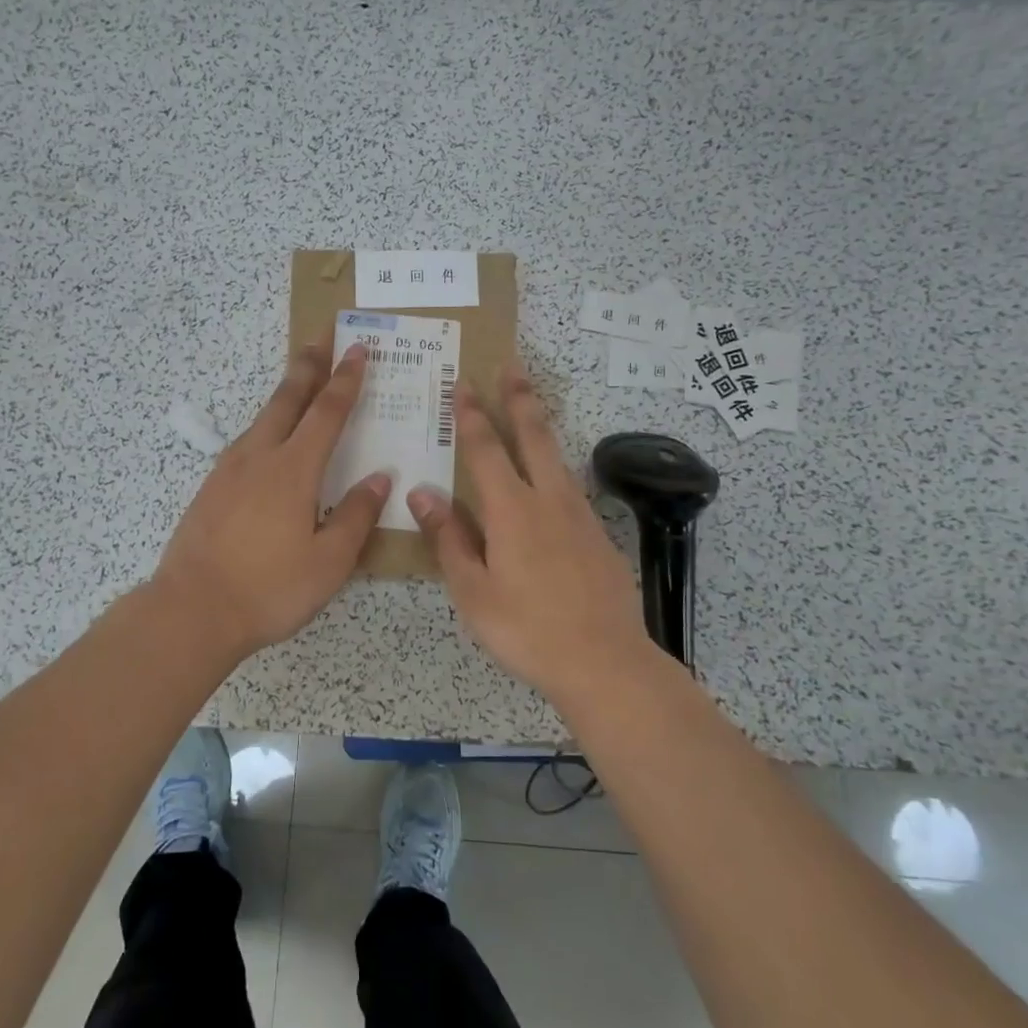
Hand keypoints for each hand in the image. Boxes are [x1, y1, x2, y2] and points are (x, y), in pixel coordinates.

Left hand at [152, 342, 389, 661]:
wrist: (191, 610)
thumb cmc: (269, 589)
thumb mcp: (328, 562)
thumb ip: (356, 516)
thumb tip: (380, 478)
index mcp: (293, 471)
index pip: (326, 413)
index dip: (345, 380)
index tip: (357, 349)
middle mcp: (259, 458)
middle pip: (287, 399)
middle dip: (308, 364)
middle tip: (322, 334)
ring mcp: (229, 471)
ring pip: (263, 417)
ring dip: (285, 391)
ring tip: (299, 377)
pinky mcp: (211, 488)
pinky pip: (246, 441)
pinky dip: (266, 423)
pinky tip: (268, 437)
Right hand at [408, 361, 654, 700]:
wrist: (605, 661)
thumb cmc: (526, 629)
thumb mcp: (472, 591)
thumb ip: (448, 537)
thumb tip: (422, 491)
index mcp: (511, 510)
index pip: (485, 449)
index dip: (471, 414)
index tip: (463, 383)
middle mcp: (548, 499)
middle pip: (533, 436)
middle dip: (519, 398)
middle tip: (512, 365)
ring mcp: (579, 515)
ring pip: (557, 456)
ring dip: (540, 425)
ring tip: (531, 405)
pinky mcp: (597, 535)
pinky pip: (570, 486)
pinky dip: (555, 465)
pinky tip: (550, 477)